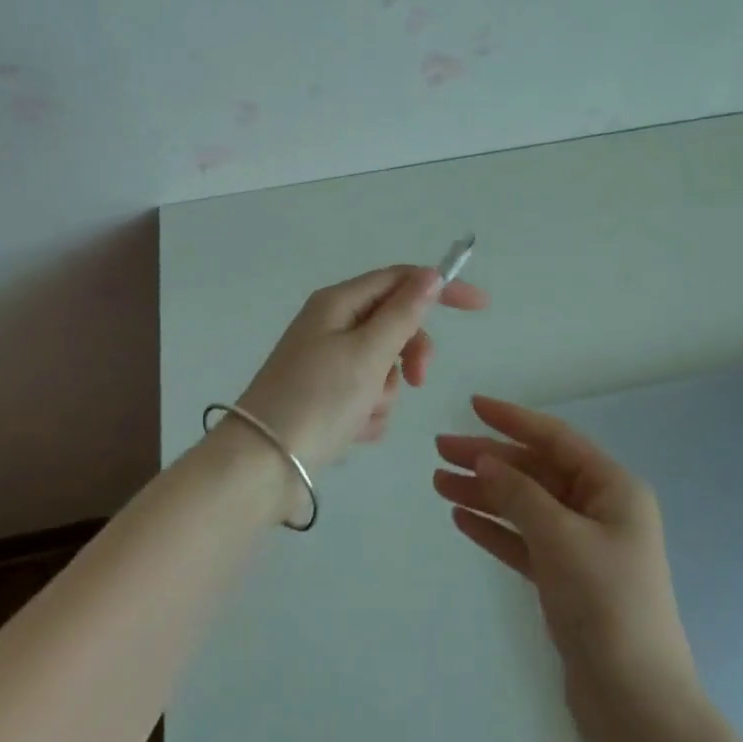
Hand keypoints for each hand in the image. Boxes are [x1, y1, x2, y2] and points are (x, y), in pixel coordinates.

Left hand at [236, 265, 489, 483]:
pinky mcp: (325, 397)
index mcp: (338, 303)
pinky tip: (353, 432)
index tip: (480, 307)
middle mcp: (331, 325)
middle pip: (394, 323)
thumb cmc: (318, 400)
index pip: (400, 279)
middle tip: (417, 379)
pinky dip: (369, 412)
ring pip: (384, 365)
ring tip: (363, 413)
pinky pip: (367, 395)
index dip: (440, 287)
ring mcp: (327, 362)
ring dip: (386, 391)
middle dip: (409, 353)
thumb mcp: (368, 353)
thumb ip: (404, 314)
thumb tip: (430, 275)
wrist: (262, 466)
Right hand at [434, 396, 697, 740]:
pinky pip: (524, 541)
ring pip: (525, 506)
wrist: (636, 704)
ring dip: (485, 493)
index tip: (472, 405)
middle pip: (535, 471)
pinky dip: (495, 529)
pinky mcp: (566, 580)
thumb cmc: (605, 603)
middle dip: (489, 460)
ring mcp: (582, 545)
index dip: (512, 419)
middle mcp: (599, 509)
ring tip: (439, 483)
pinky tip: (462, 518)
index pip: (555, 439)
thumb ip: (519, 494)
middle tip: (440, 450)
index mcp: (612, 488)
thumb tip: (484, 459)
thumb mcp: (560, 538)